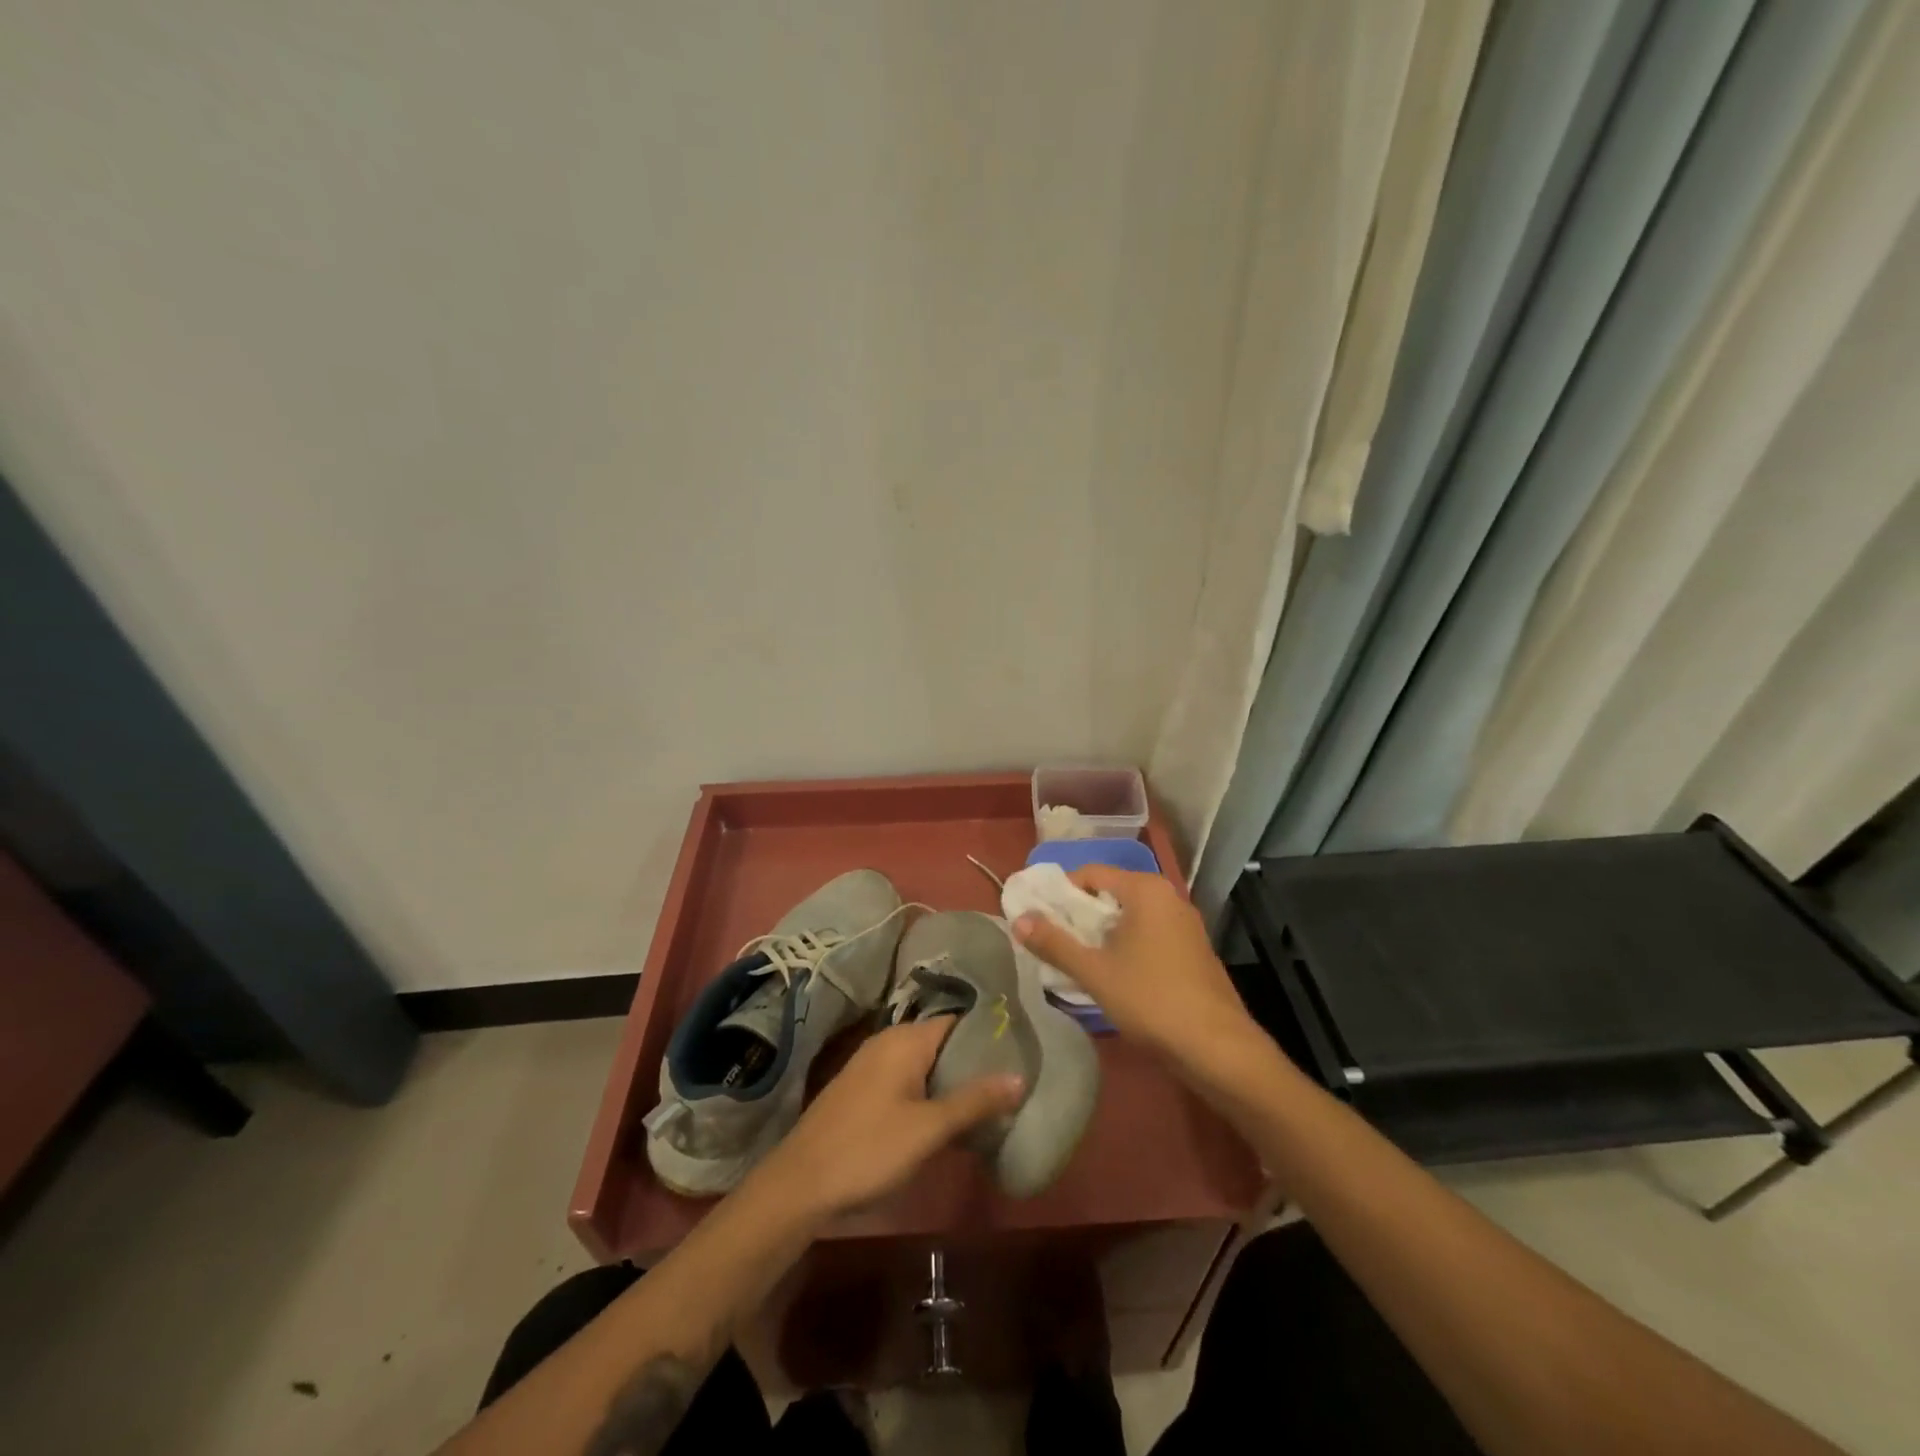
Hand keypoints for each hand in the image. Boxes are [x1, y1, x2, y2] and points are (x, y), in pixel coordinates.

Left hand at [755, 1019, 1023, 1217]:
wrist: (801, 1184)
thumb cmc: (870, 1148)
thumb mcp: (929, 1128)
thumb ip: (975, 1101)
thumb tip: (1019, 1076)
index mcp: (906, 1039)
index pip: (957, 1020)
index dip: (988, 1035)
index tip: (1020, 1051)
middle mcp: (888, 1041)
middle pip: (942, 1042)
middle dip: (973, 1063)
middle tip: (1011, 1083)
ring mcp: (872, 1065)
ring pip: (925, 1064)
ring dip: (952, 1081)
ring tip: (989, 1103)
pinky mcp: (863, 1090)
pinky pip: (907, 1080)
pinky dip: (930, 1093)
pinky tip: (948, 1119)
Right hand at [1013, 867, 1258, 1076]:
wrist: (1218, 1048)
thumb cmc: (1151, 999)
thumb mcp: (1094, 972)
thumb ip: (1054, 943)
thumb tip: (1017, 919)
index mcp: (1145, 889)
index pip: (1091, 873)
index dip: (1060, 893)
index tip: (1038, 918)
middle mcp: (1168, 897)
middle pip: (1111, 893)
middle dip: (1079, 916)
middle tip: (1053, 942)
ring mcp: (1185, 924)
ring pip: (1130, 917)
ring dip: (1102, 934)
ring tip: (1077, 961)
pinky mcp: (1193, 950)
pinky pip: (1149, 935)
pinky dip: (1126, 946)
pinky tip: (1113, 976)